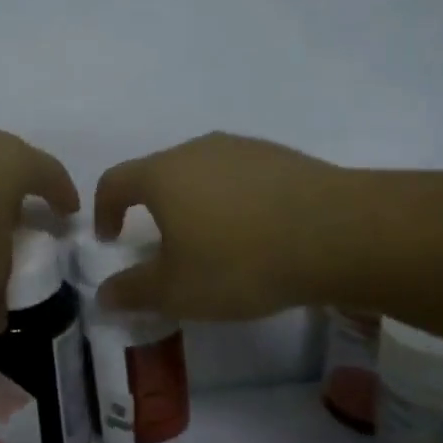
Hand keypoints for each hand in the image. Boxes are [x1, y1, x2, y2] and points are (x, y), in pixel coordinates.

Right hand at [93, 132, 349, 319]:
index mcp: (162, 174)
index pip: (115, 181)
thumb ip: (133, 291)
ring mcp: (243, 148)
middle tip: (164, 247)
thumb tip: (103, 294)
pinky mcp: (282, 156)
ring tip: (214, 241)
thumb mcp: (178, 290)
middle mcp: (198, 149)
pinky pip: (242, 176)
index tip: (111, 239)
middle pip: (160, 173)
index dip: (104, 210)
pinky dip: (235, 200)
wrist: (339, 234)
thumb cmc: (240, 262)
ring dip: (196, 203)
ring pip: (203, 173)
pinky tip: (257, 232)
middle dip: (152, 208)